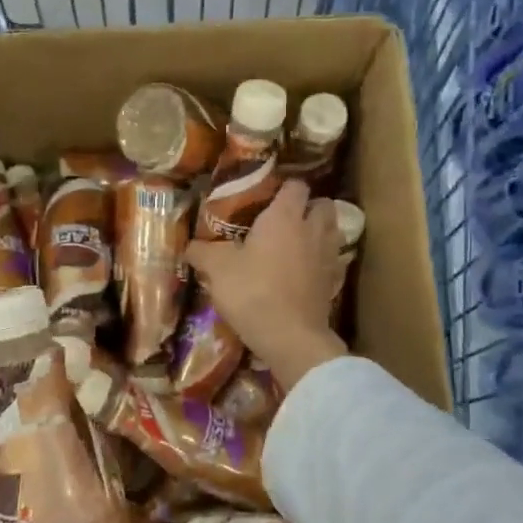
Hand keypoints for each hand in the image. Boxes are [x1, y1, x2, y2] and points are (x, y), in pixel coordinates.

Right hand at [186, 179, 348, 391]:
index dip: (284, 187)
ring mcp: (328, 256)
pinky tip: (306, 270)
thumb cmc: (253, 292)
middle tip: (286, 219)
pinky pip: (333, 260)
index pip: (295, 185)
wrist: (290, 337)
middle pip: (323, 204)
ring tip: (298, 242)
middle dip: (309, 206)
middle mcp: (312, 229)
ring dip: (319, 231)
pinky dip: (323, 260)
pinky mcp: (334, 282)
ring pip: (332, 230)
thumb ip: (202, 252)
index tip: (267, 197)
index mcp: (285, 216)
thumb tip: (189, 246)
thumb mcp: (218, 269)